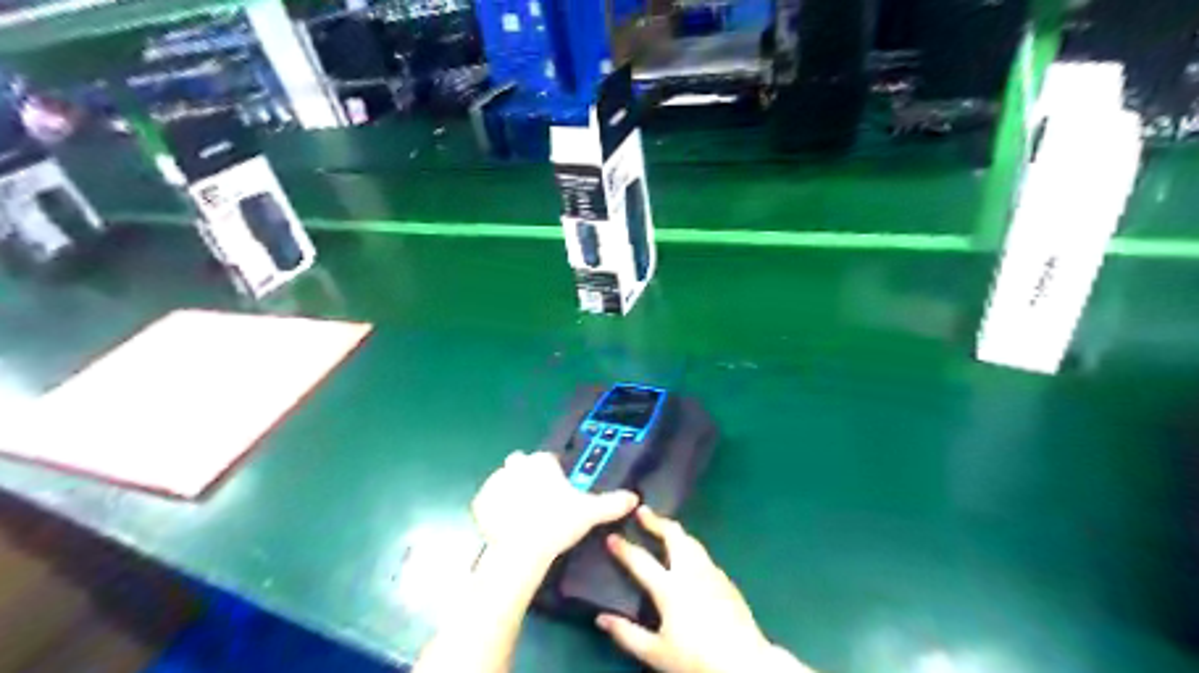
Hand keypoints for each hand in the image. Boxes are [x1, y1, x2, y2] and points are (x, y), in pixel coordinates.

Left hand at [474, 452, 641, 567]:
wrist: (521, 549)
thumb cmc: (557, 523)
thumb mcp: (589, 512)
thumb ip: (611, 502)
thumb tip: (634, 497)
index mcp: (541, 462)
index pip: (547, 459)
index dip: (552, 474)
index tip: (558, 491)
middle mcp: (516, 465)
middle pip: (522, 464)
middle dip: (528, 476)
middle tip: (540, 501)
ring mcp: (495, 482)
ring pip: (504, 480)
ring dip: (511, 491)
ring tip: (523, 515)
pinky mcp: (480, 501)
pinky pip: (488, 500)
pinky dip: (494, 509)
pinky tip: (505, 524)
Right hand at [593, 509, 783, 672]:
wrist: (745, 663)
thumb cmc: (696, 659)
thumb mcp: (655, 653)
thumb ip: (627, 634)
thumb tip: (601, 619)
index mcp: (670, 587)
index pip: (641, 560)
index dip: (624, 547)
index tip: (611, 536)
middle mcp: (691, 572)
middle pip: (673, 535)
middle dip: (656, 521)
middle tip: (643, 511)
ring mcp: (711, 573)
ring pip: (691, 541)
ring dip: (675, 531)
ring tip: (665, 527)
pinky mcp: (726, 580)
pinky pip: (704, 555)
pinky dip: (691, 547)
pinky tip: (689, 556)